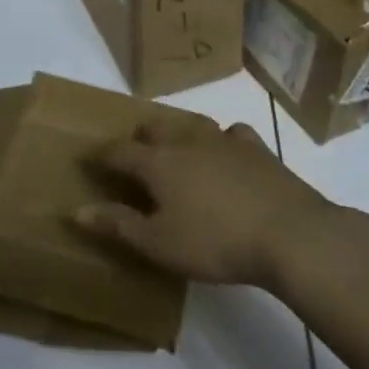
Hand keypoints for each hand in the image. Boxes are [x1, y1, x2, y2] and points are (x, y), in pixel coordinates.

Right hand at [73, 120, 336, 285]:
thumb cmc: (215, 242)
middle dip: (139, 138)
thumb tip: (77, 210)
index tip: (89, 159)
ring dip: (178, 133)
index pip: (118, 151)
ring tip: (176, 148)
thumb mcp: (159, 244)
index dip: (100, 155)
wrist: (291, 235)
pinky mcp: (258, 150)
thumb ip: (117, 225)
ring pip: (192, 124)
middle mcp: (186, 142)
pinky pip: (233, 134)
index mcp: (157, 163)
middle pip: (154, 128)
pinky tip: (226, 151)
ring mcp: (225, 141)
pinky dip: (223, 139)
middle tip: (134, 156)